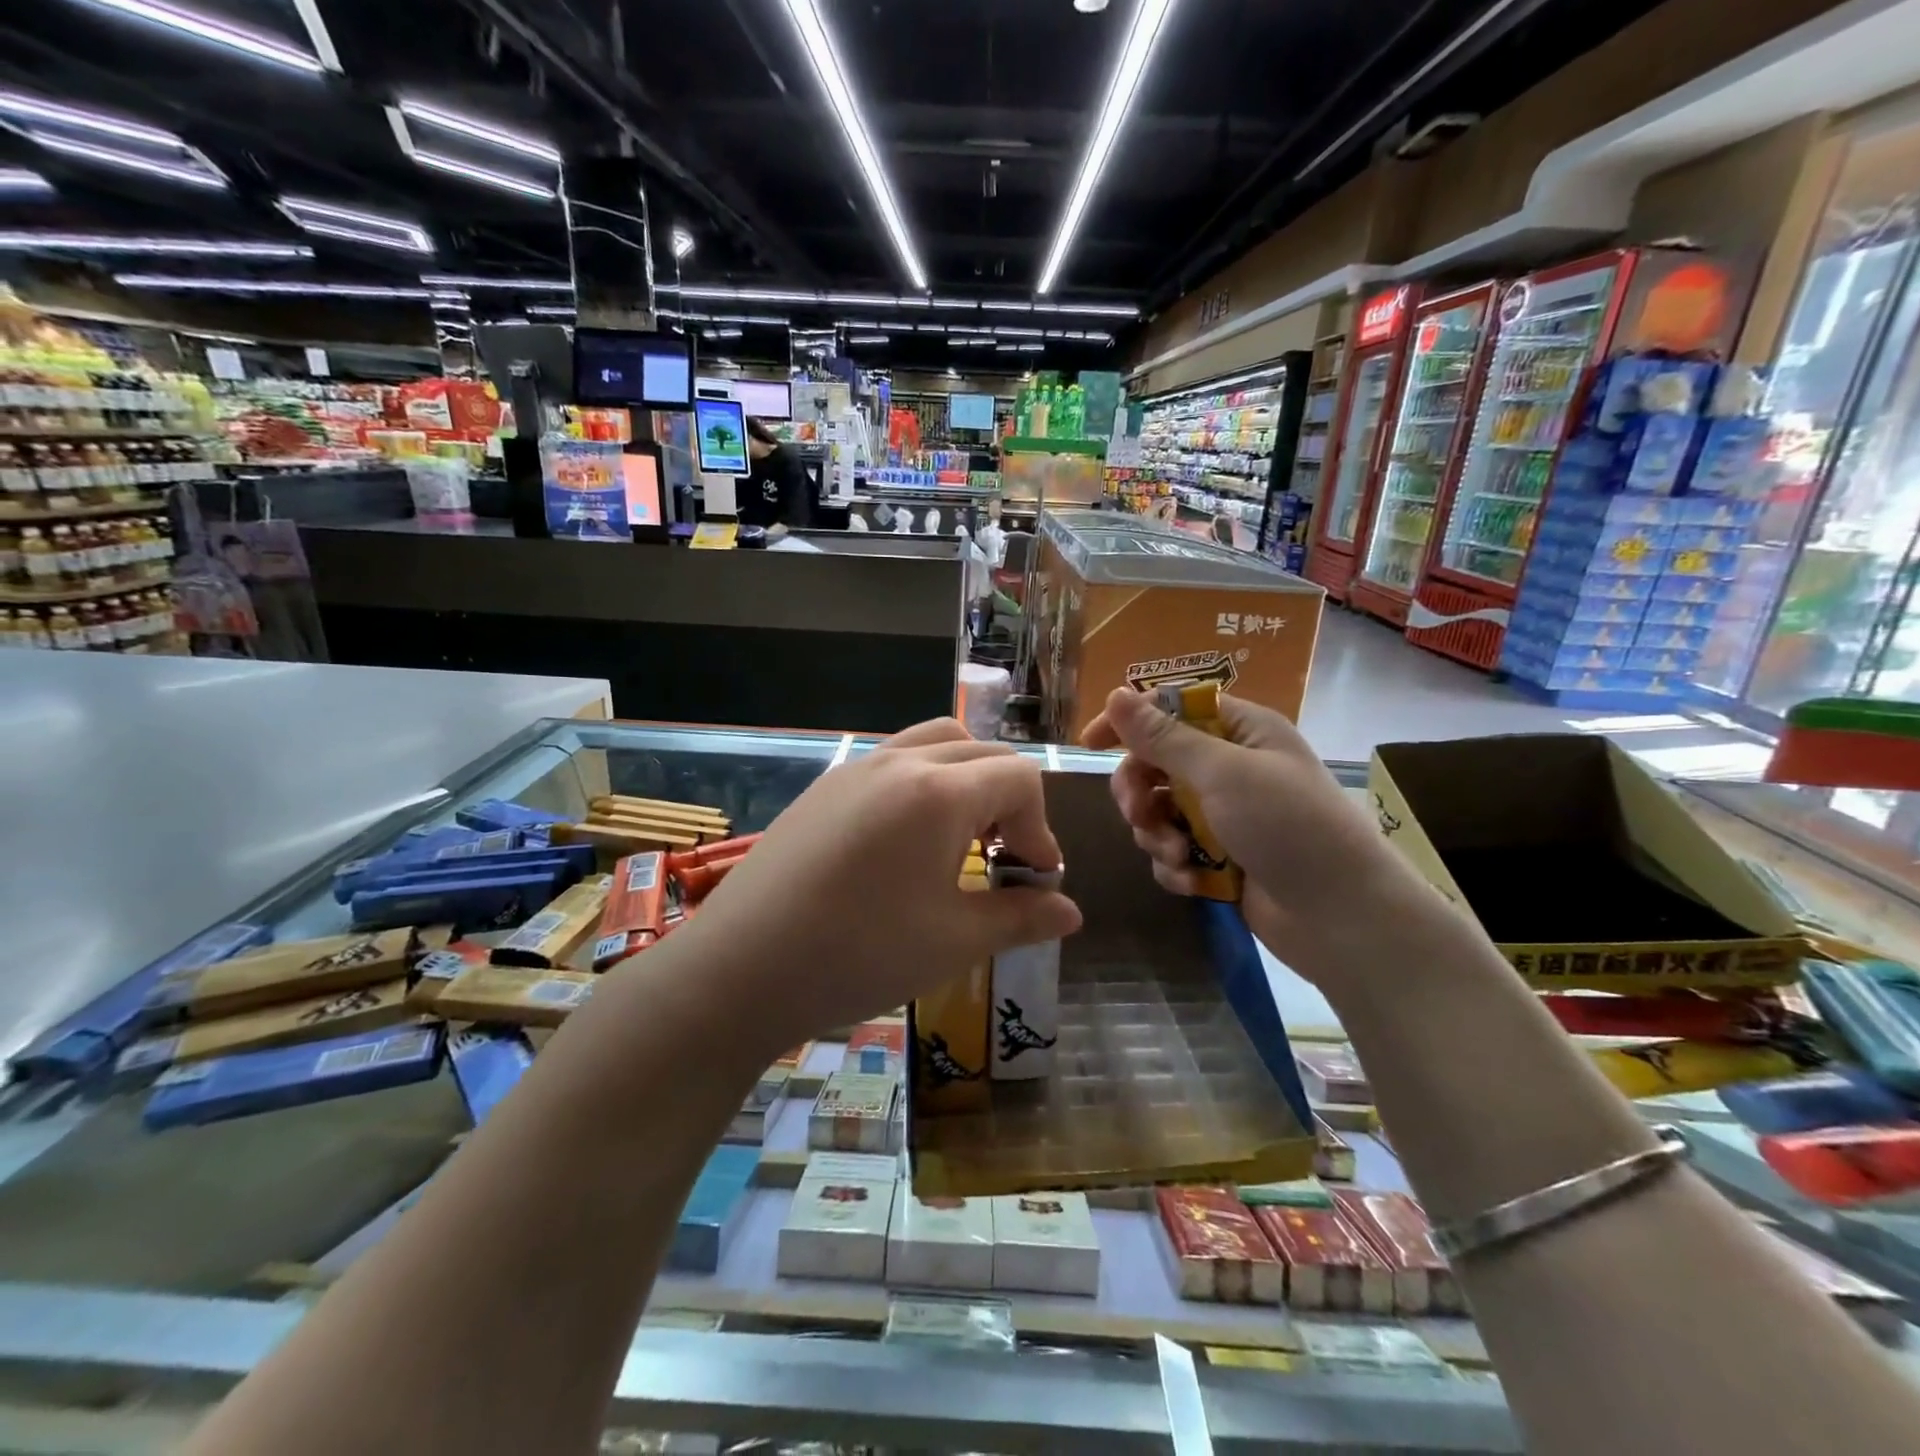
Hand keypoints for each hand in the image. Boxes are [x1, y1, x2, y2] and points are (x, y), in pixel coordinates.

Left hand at [669, 719, 1081, 1052]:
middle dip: (1008, 799)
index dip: (1041, 826)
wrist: (741, 969)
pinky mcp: (825, 786)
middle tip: (1002, 858)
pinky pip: (892, 762)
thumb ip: (1021, 918)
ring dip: (964, 780)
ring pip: (934, 743)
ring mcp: (857, 768)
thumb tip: (1070, 912)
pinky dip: (921, 783)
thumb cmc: (860, 955)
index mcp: (941, 792)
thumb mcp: (954, 942)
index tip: (1034, 878)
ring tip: (957, 840)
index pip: (1020, 777)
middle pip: (981, 751)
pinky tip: (903, 843)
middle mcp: (901, 762)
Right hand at [1082, 687, 1445, 989]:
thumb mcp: (1223, 773)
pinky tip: (1192, 880)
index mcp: (1241, 731)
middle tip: (1139, 814)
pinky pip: (1173, 849)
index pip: (1172, 709)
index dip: (1130, 721)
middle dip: (1140, 791)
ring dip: (1156, 833)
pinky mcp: (1219, 858)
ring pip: (1158, 810)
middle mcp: (1230, 767)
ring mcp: (1224, 815)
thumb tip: (1117, 694)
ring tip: (1178, 855)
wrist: (1341, 918)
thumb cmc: (1289, 827)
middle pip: (1156, 763)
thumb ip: (1164, 737)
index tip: (1090, 743)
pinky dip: (1175, 864)